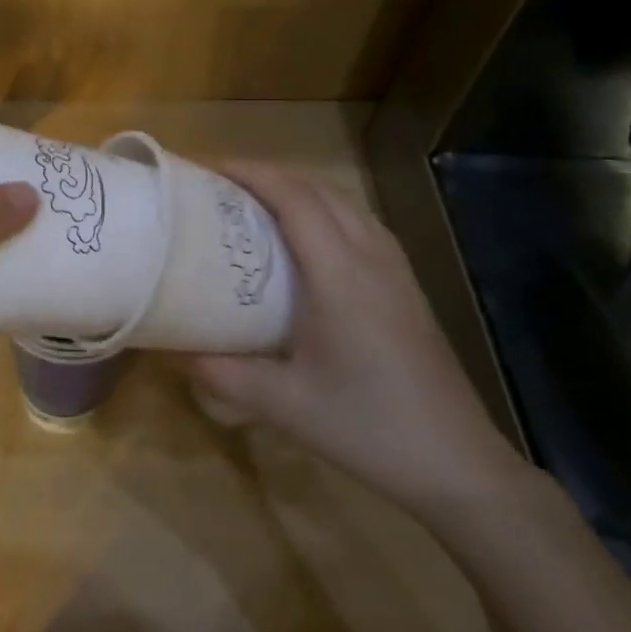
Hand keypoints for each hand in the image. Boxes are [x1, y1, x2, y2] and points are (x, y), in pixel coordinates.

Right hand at [186, 164, 536, 518]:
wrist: (456, 462)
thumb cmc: (366, 427)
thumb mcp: (283, 404)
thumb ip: (222, 374)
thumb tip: (174, 350)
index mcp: (340, 275)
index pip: (295, 198)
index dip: (252, 173)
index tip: (210, 169)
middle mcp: (371, 258)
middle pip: (320, 190)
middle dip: (270, 176)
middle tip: (223, 187)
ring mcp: (396, 270)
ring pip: (345, 203)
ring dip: (300, 190)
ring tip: (259, 205)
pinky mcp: (406, 286)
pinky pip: (361, 224)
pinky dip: (326, 211)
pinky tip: (308, 241)